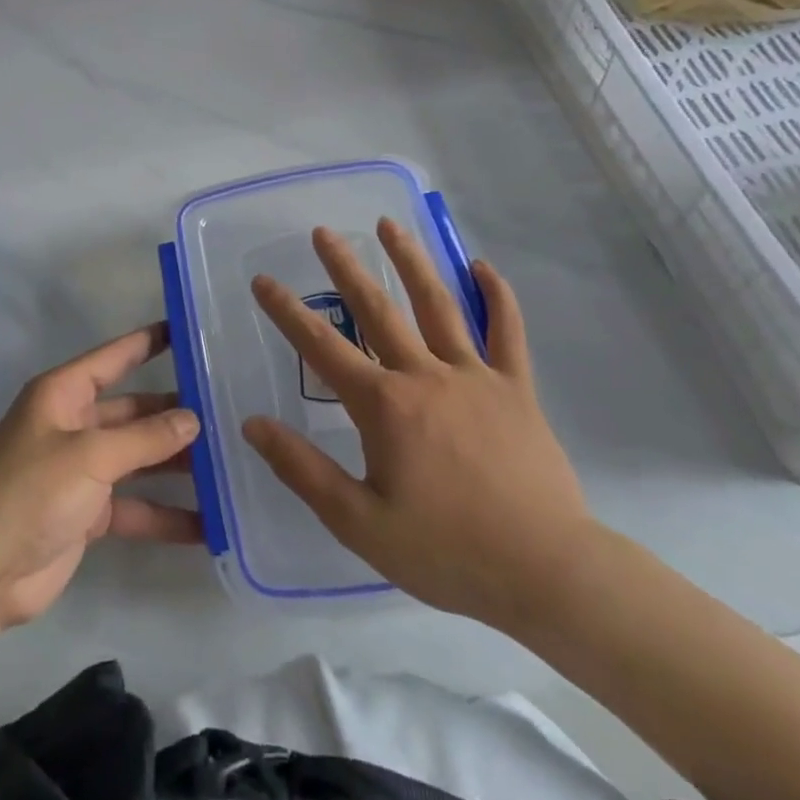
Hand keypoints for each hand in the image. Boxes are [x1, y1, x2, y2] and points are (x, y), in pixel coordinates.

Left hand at [0, 324, 201, 631]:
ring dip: (177, 465)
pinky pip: (136, 507)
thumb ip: (144, 438)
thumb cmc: (29, 493)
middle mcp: (74, 426)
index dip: (148, 343)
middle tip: (229, 412)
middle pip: (134, 412)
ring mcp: (81, 472)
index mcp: (63, 395)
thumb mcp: (89, 455)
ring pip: (140, 460)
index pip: (113, 358)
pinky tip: (209, 525)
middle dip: (175, 414)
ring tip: (230, 464)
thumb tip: (192, 419)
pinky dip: (166, 515)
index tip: (188, 331)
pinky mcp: (88, 514)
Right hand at [244, 220, 596, 634]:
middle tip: (324, 232)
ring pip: (438, 305)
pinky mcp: (516, 389)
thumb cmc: (446, 552)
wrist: (547, 574)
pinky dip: (496, 296)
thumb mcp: (358, 522)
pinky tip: (481, 266)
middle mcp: (425, 376)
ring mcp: (476, 376)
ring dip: (411, 261)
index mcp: (384, 406)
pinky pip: (507, 331)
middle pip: (377, 310)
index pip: (321, 346)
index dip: (287, 310)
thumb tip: (252, 424)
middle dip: (345, 268)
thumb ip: (302, 469)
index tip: (263, 280)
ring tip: (390, 225)